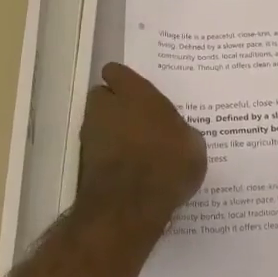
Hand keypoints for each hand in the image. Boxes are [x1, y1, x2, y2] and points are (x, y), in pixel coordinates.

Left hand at [76, 63, 205, 225]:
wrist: (131, 205)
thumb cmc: (168, 162)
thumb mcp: (193, 144)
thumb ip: (178, 130)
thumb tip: (175, 134)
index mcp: (135, 92)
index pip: (116, 71)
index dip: (124, 81)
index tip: (137, 91)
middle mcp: (107, 106)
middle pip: (102, 96)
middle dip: (114, 105)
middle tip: (138, 120)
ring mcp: (91, 135)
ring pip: (98, 124)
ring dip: (110, 131)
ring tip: (135, 149)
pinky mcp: (84, 163)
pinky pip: (99, 151)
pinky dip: (109, 156)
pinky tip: (128, 171)